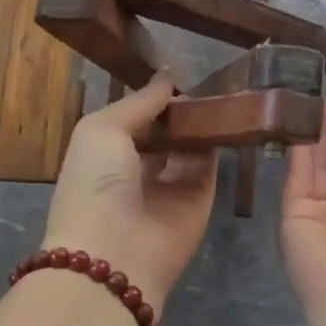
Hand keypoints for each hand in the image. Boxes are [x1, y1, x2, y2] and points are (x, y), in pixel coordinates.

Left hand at [39, 76, 217, 318]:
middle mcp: (135, 171)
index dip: (150, 98)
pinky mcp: (198, 202)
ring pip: (189, 147)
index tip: (175, 72)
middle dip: (179, 109)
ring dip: (201, 122)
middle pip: (163, 133)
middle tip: (206, 78)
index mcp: (103, 153)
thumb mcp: (102, 129)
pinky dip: (218, 143)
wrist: (114, 253)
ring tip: (222, 89)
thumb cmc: (95, 182)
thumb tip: (167, 77)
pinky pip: (210, 166)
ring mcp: (168, 187)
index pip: (132, 119)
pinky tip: (230, 115)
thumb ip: (138, 102)